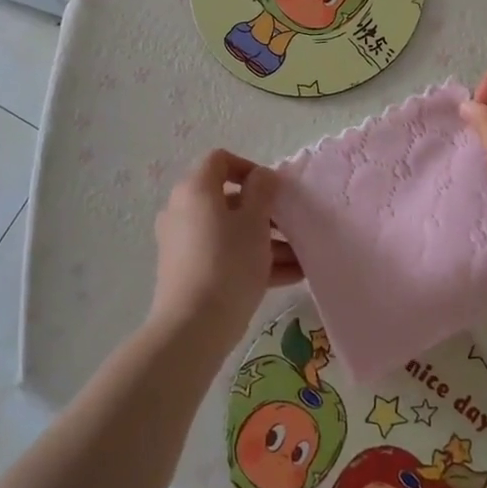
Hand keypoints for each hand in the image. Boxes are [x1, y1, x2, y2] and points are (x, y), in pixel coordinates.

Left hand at [152, 150, 301, 353]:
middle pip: (229, 200)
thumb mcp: (254, 221)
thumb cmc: (228, 262)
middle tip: (294, 227)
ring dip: (267, 240)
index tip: (275, 190)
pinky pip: (225, 255)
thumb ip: (262, 191)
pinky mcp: (189, 272)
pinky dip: (253, 260)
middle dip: (267, 213)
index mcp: (195, 189)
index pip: (220, 160)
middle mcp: (183, 210)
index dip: (250, 168)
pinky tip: (291, 276)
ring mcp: (184, 243)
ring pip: (231, 231)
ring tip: (302, 258)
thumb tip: (262, 176)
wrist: (193, 327)